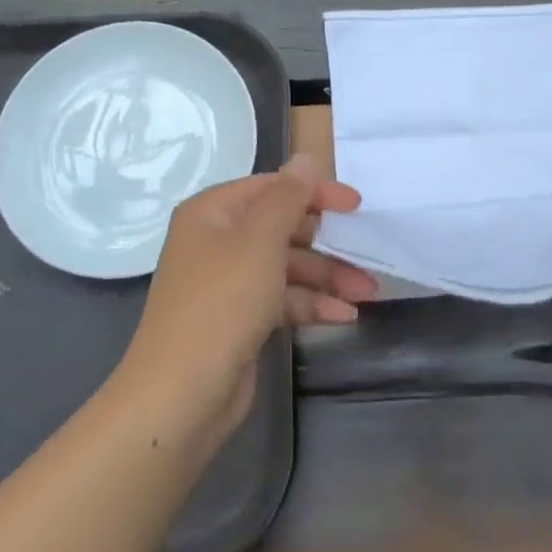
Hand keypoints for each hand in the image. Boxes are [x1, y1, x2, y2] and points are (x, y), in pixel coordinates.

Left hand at [120, 155, 375, 442]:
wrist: (182, 394)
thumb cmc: (222, 302)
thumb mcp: (260, 241)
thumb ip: (288, 197)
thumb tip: (306, 157)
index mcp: (213, 213)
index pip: (272, 188)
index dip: (315, 192)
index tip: (357, 206)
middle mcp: (217, 242)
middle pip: (282, 228)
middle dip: (327, 242)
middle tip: (366, 253)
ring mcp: (228, 283)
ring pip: (287, 267)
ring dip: (327, 277)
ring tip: (368, 292)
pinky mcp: (240, 319)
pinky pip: (282, 299)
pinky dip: (312, 304)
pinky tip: (345, 317)